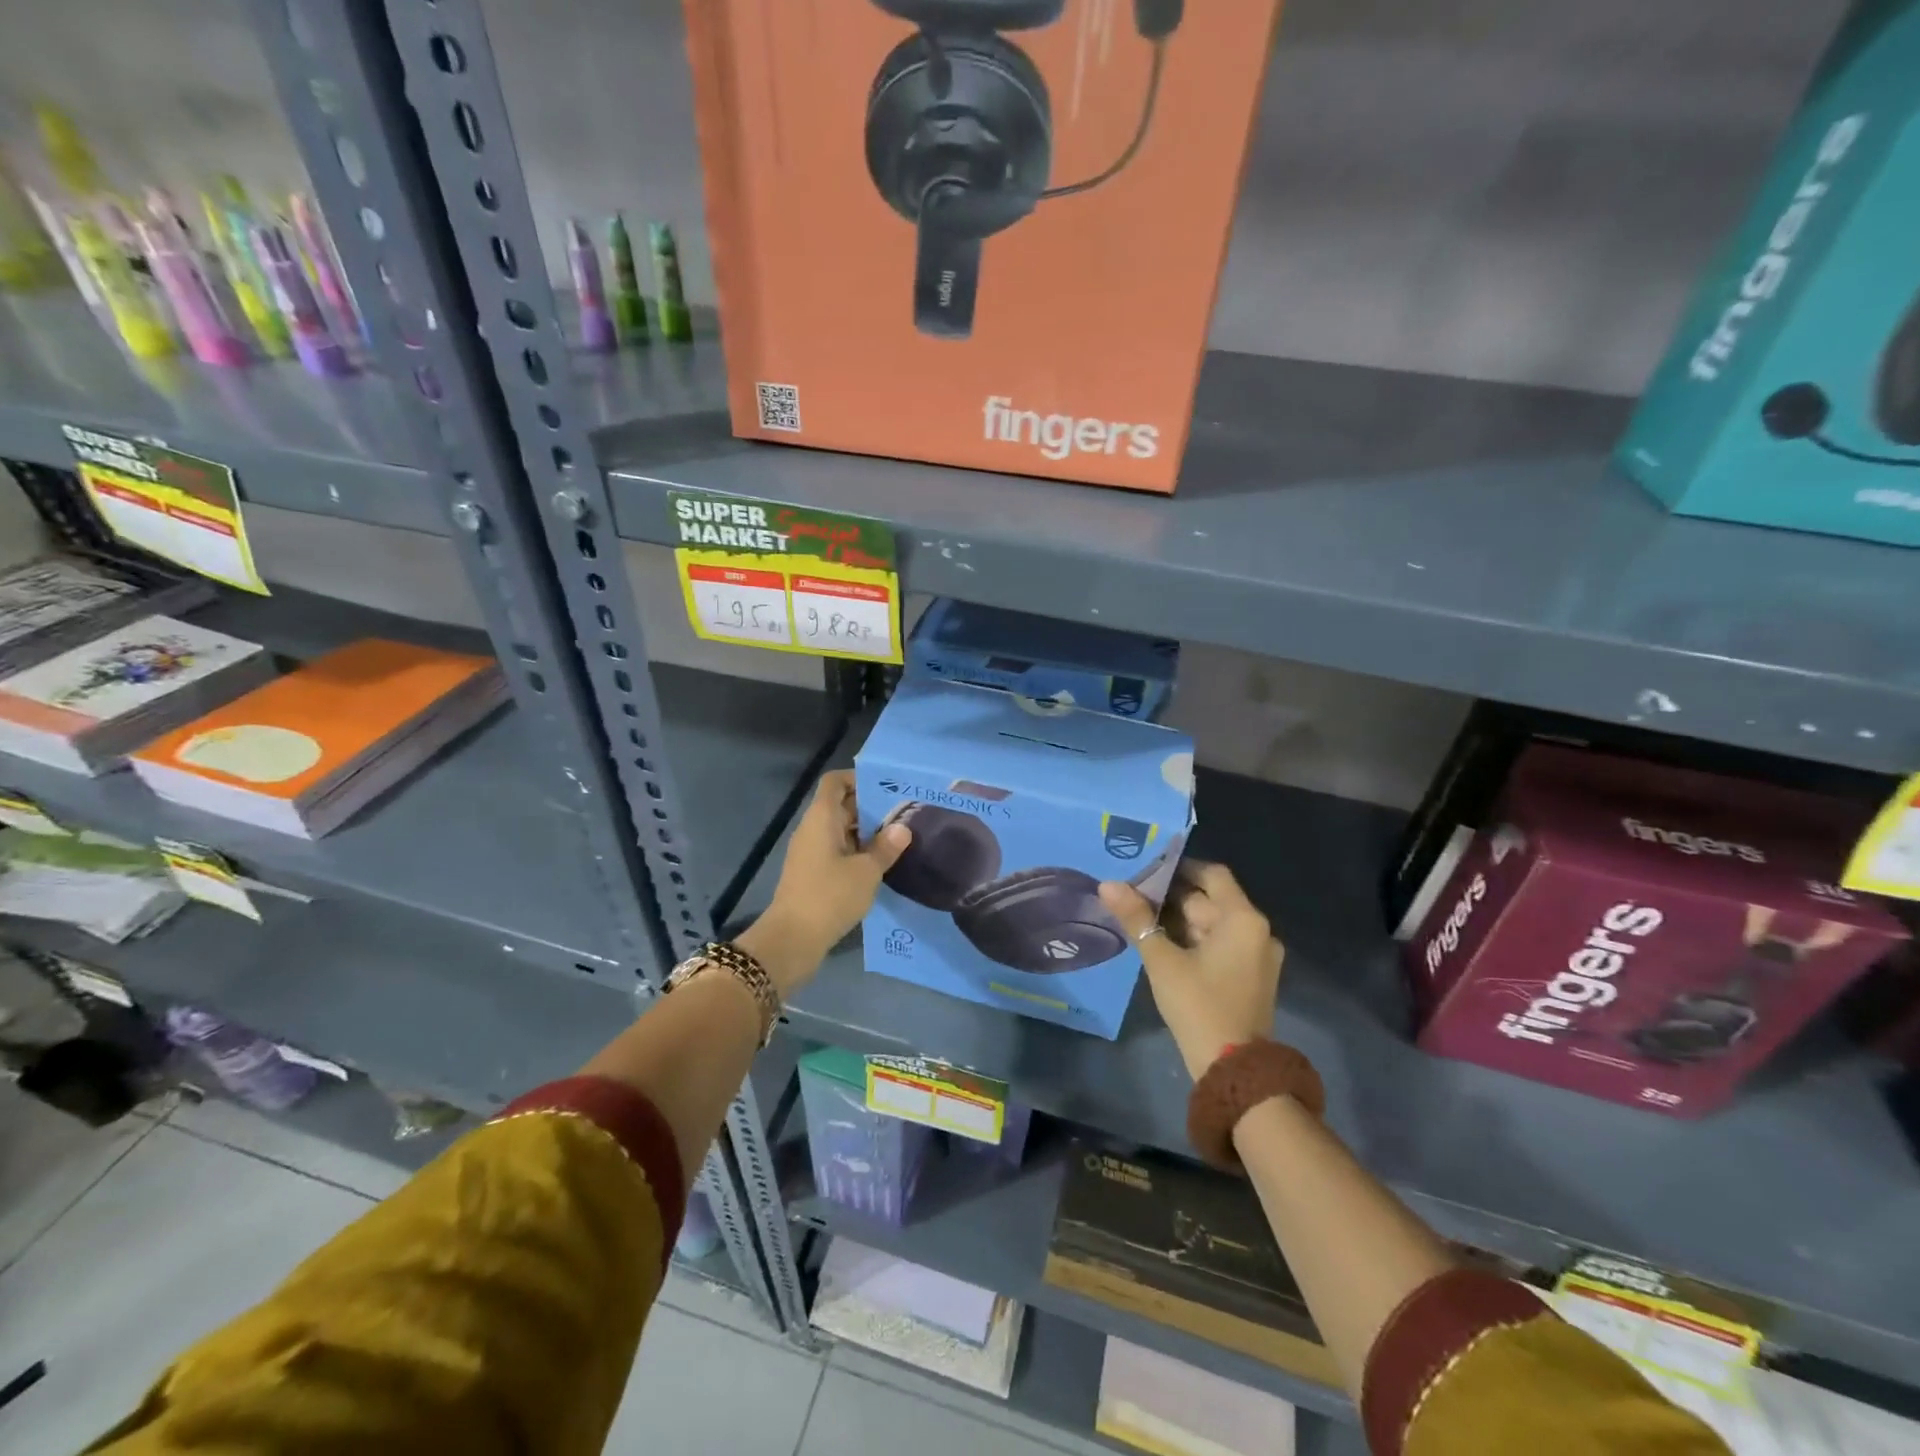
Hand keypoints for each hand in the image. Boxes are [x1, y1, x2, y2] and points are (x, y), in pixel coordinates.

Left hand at [743, 771, 909, 993]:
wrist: (792, 939)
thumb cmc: (830, 896)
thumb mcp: (867, 871)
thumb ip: (886, 847)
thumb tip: (902, 828)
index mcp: (822, 818)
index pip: (835, 782)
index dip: (858, 778)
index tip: (887, 787)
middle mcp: (813, 829)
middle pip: (840, 805)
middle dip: (870, 807)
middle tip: (903, 814)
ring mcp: (811, 852)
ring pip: (840, 830)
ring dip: (866, 832)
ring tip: (899, 838)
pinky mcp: (812, 874)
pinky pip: (837, 851)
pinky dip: (857, 852)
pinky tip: (881, 864)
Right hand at [1099, 862, 1283, 1080]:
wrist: (1233, 1071)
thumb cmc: (1199, 1006)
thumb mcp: (1162, 960)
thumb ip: (1136, 918)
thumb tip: (1108, 884)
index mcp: (1243, 919)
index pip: (1212, 874)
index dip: (1179, 868)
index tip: (1147, 871)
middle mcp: (1257, 931)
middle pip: (1211, 900)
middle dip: (1172, 897)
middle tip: (1133, 897)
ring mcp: (1257, 956)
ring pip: (1213, 924)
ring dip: (1180, 920)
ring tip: (1140, 919)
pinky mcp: (1250, 977)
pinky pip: (1220, 945)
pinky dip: (1193, 940)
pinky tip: (1161, 945)